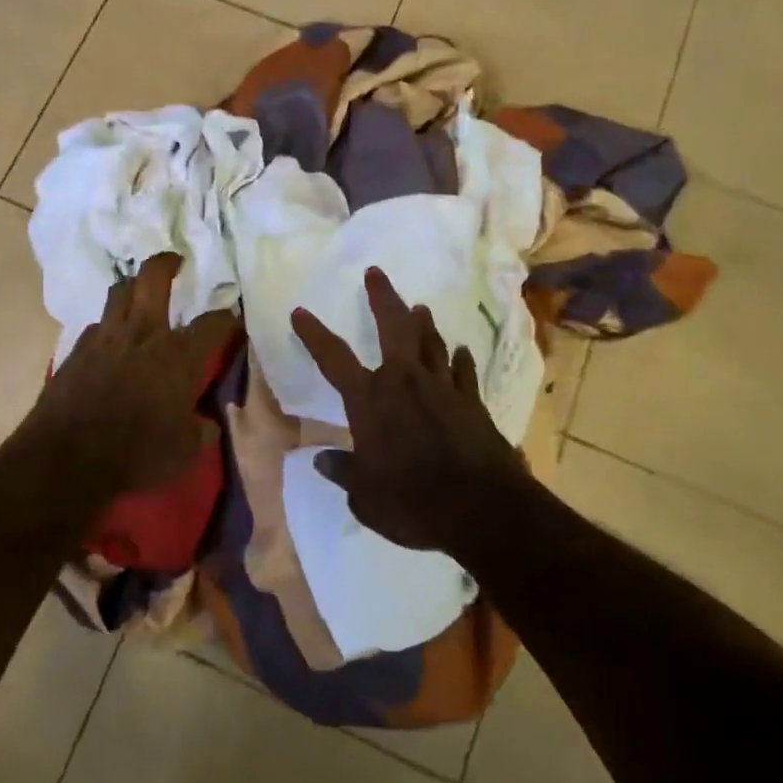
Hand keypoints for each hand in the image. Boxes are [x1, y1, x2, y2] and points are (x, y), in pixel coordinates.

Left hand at [27, 253, 238, 499]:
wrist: (65, 459)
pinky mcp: (76, 351)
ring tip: (139, 292)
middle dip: (167, 263)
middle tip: (175, 262)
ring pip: (119, 292)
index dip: (227, 317)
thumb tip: (208, 424)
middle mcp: (143, 334)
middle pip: (153, 278)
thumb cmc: (136, 454)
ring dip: (132, 287)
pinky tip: (110, 340)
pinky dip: (108, 326)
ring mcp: (105, 338)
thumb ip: (200, 431)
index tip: (233, 317)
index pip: (213, 323)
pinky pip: (96, 326)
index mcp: (178, 355)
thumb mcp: (184, 451)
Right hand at [291, 267, 527, 552]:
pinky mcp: (472, 402)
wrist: (482, 508)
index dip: (314, 334)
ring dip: (423, 323)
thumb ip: (344, 473)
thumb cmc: (413, 502)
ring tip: (419, 308)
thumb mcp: (366, 497)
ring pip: (431, 342)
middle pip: (393, 327)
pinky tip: (461, 352)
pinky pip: (463, 372)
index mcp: (370, 400)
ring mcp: (443, 388)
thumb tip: (322, 460)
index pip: (333, 358)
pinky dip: (459, 360)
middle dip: (382, 298)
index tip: (300, 312)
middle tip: (375, 273)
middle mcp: (405, 381)